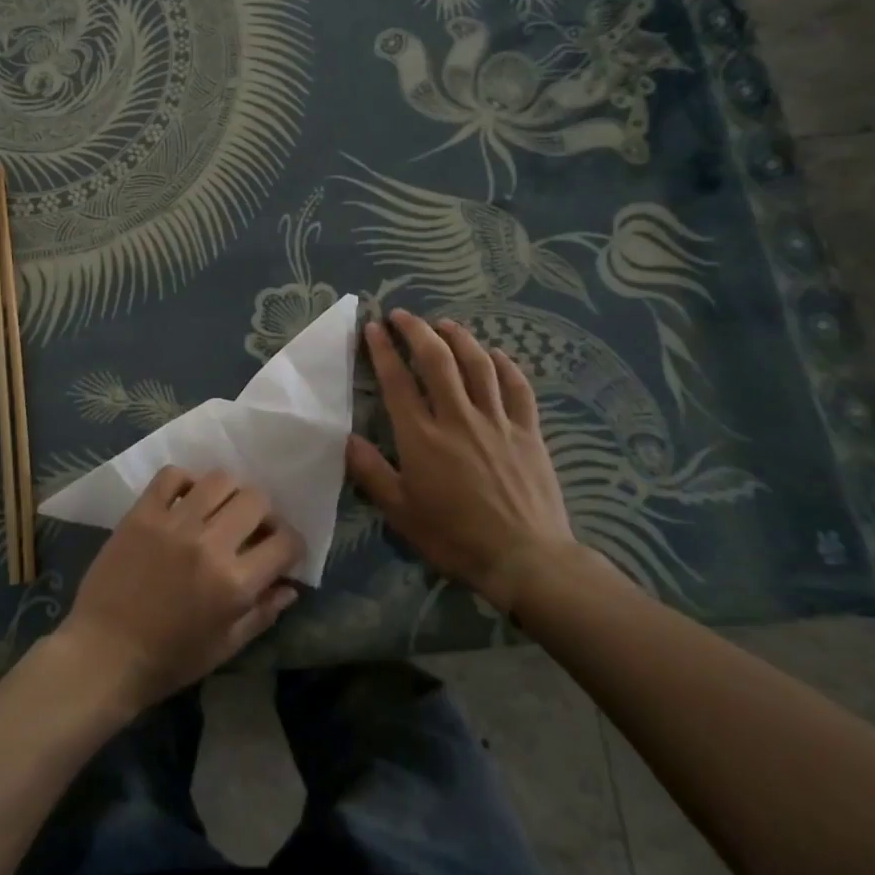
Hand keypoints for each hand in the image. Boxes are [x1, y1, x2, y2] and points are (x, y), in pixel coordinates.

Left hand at [56, 467, 304, 711]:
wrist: (103, 655)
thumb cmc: (168, 660)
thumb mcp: (225, 647)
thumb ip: (262, 613)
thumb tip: (291, 586)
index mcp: (234, 583)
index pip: (285, 542)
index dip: (292, 545)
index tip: (281, 551)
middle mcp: (209, 543)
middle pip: (256, 499)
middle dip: (264, 514)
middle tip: (252, 529)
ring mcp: (173, 522)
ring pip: (219, 479)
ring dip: (229, 493)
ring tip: (220, 510)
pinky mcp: (142, 513)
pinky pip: (172, 475)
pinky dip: (186, 481)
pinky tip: (186, 499)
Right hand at [346, 310, 580, 611]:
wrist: (525, 559)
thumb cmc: (455, 537)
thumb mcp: (401, 512)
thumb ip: (371, 472)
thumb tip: (346, 437)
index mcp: (422, 437)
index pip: (397, 380)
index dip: (383, 349)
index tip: (373, 327)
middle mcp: (458, 417)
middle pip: (436, 359)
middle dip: (416, 330)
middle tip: (402, 315)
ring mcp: (497, 421)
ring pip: (478, 364)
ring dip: (459, 338)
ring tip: (444, 324)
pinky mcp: (528, 432)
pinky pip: (518, 388)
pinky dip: (506, 365)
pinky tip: (496, 354)